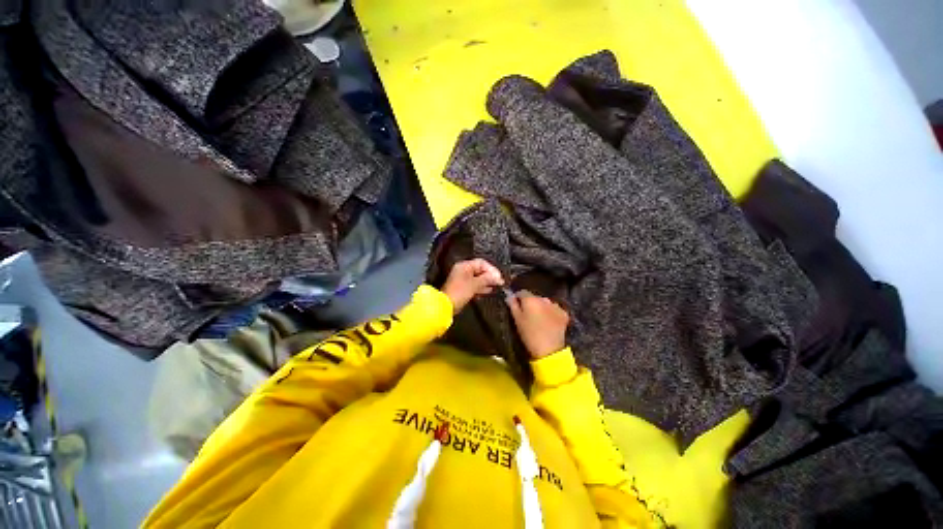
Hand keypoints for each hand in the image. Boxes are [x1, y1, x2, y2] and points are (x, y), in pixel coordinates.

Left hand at [441, 259, 503, 313]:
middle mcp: (463, 270)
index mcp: (464, 266)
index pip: (481, 263)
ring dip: (486, 282)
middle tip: (499, 283)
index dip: (492, 269)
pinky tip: (487, 291)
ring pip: (478, 278)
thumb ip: (487, 279)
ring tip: (495, 287)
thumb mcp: (475, 284)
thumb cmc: (459, 292)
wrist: (446, 306)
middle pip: (480, 270)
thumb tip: (498, 277)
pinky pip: (474, 285)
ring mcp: (462, 279)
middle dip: (490, 276)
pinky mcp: (463, 288)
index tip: (499, 277)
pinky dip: (481, 287)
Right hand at [506, 290, 569, 358]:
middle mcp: (544, 299)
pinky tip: (549, 321)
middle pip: (534, 297)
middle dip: (530, 302)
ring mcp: (555, 305)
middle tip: (527, 314)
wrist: (549, 350)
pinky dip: (551, 312)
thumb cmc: (529, 334)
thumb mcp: (517, 320)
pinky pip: (555, 309)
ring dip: (541, 307)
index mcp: (530, 299)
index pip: (521, 292)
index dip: (518, 298)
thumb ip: (512, 305)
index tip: (516, 306)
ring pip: (545, 302)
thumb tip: (509, 295)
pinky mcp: (564, 313)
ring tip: (539, 318)